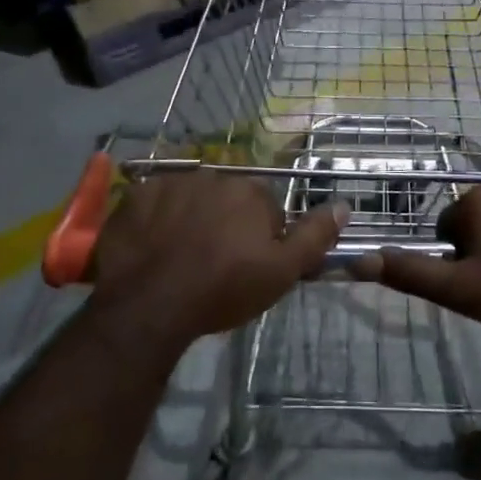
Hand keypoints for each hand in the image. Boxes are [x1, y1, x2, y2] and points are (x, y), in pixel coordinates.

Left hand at [90, 172, 346, 347]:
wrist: (150, 304)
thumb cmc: (223, 289)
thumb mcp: (282, 271)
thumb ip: (315, 236)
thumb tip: (344, 204)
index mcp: (251, 191)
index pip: (266, 208)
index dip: (261, 238)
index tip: (248, 266)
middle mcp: (213, 175)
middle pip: (227, 199)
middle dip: (226, 223)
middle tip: (214, 264)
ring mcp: (171, 182)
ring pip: (191, 198)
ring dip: (191, 218)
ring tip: (180, 258)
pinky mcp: (136, 195)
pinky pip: (154, 202)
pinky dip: (156, 219)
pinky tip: (153, 247)